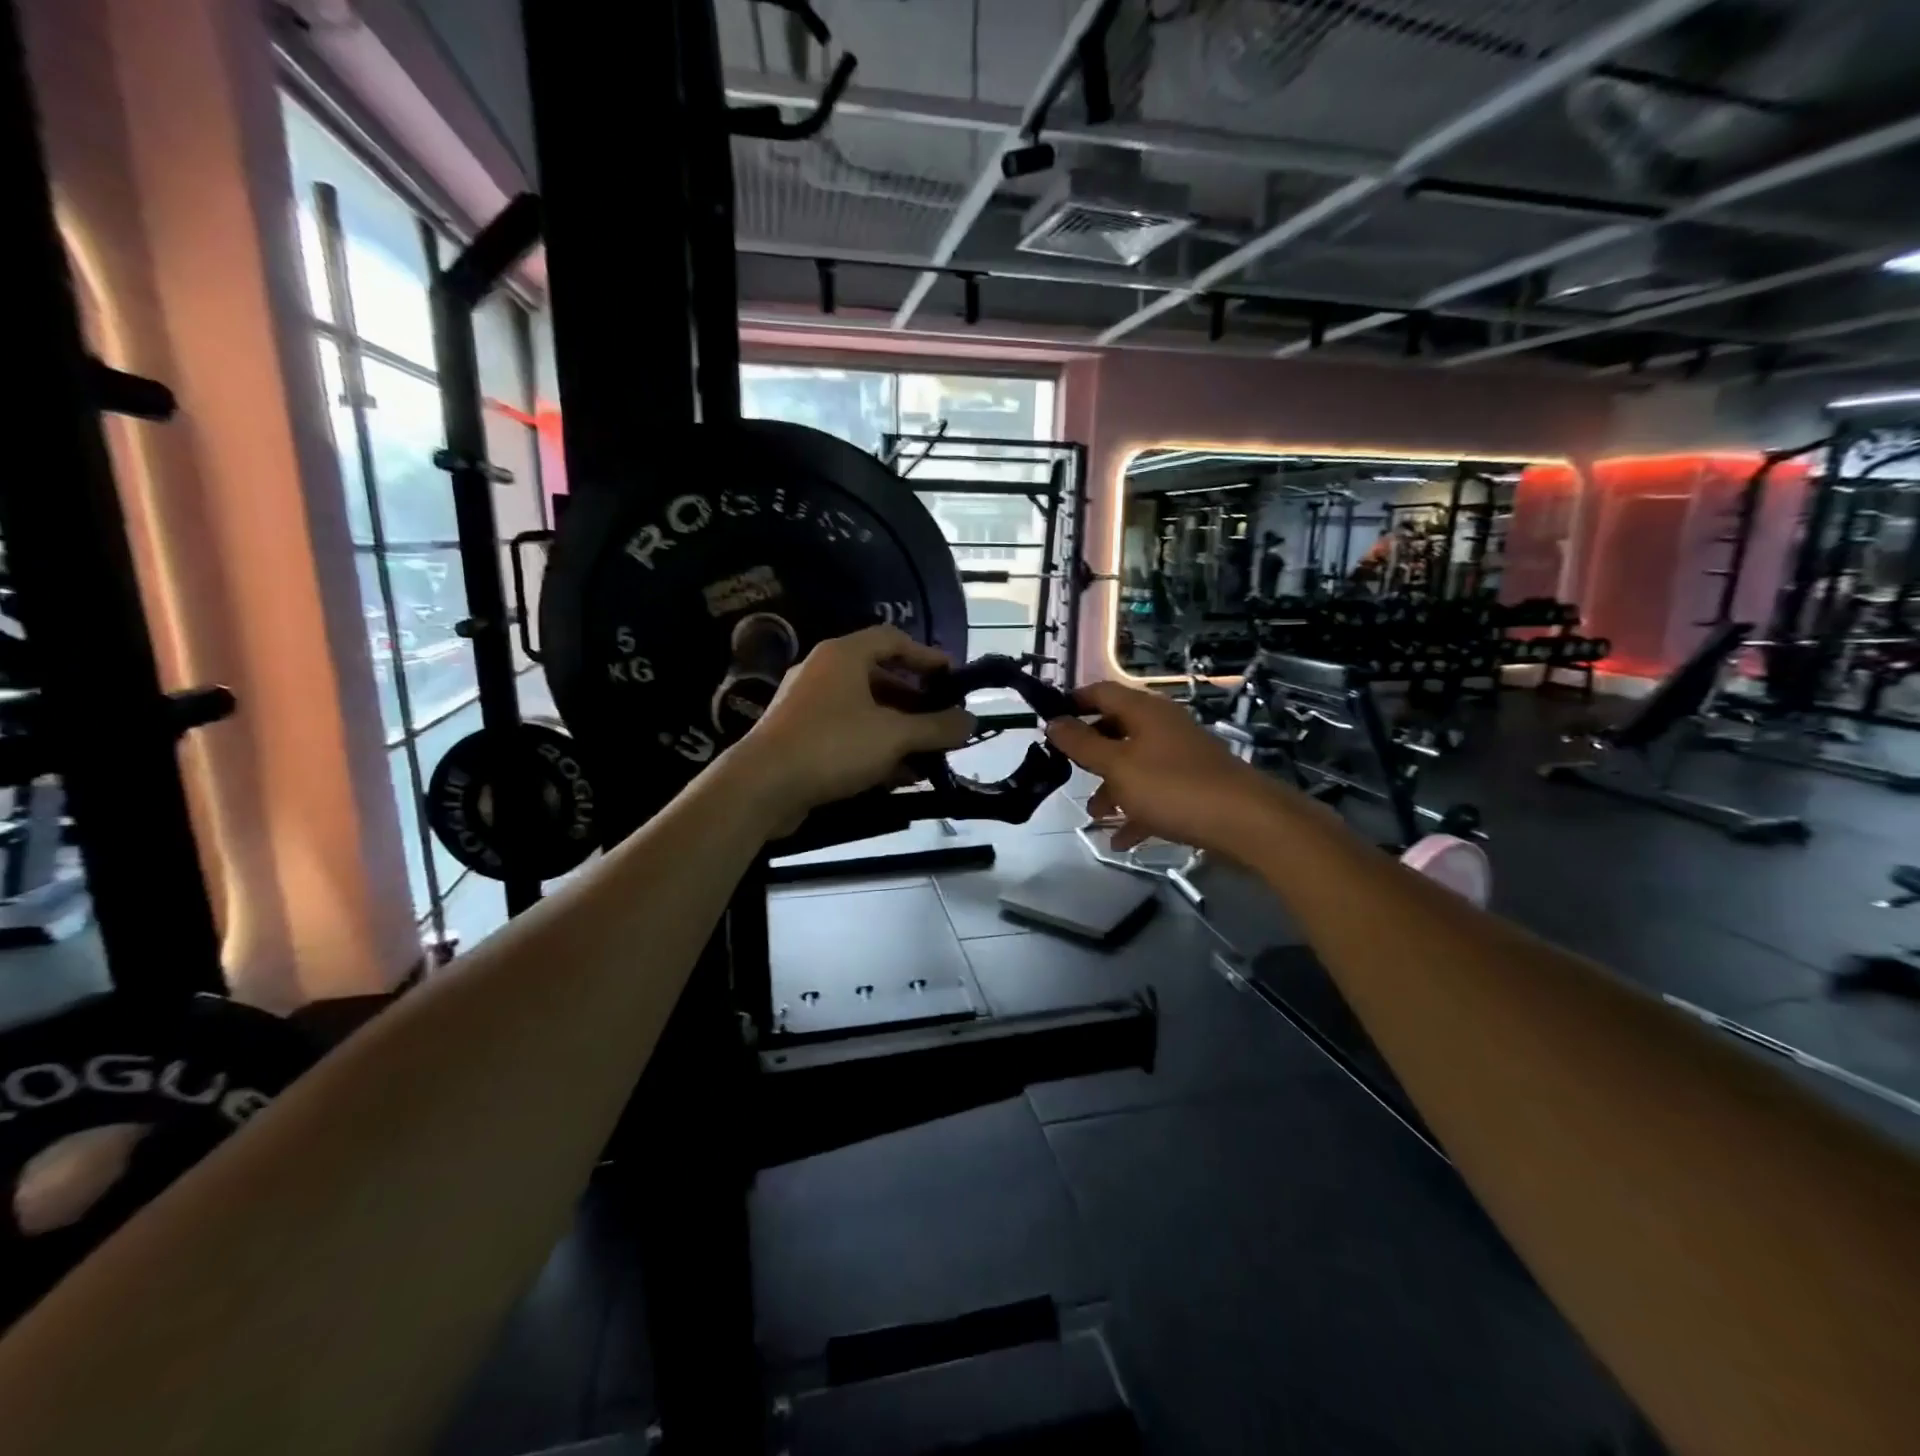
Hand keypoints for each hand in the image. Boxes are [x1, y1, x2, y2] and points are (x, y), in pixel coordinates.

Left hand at [735, 625, 973, 827]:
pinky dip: (875, 749)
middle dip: (916, 703)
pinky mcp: (800, 738)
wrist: (762, 786)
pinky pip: (847, 735)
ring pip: (865, 712)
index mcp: (843, 655)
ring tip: (929, 757)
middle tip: (943, 723)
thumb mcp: (895, 736)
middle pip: (880, 678)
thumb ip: (937, 727)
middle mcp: (824, 673)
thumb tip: (971, 721)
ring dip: (899, 732)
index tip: (953, 678)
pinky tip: (899, 776)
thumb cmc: (833, 745)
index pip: (892, 639)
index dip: (926, 656)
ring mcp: (808, 706)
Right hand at [1046, 681, 1283, 855]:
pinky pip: (1155, 793)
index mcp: (1143, 711)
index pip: (1101, 692)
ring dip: (1111, 788)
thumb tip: (1054, 722)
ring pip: (1134, 765)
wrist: (1245, 822)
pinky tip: (1122, 840)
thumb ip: (1082, 745)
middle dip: (1090, 753)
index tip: (1048, 724)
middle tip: (1066, 772)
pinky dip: (1136, 811)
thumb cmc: (1172, 787)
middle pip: (1116, 729)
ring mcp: (1180, 756)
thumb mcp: (1117, 766)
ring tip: (1095, 815)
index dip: (1073, 703)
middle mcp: (1162, 727)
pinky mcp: (1193, 786)